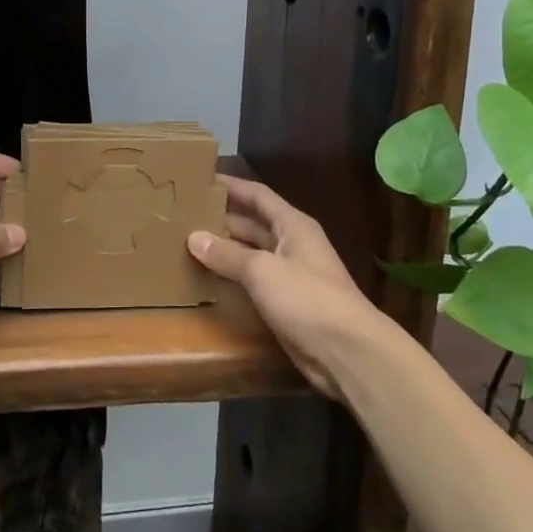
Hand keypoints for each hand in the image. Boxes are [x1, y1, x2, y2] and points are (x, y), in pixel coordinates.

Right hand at [188, 175, 378, 398]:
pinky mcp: (287, 303)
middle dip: (223, 218)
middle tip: (185, 215)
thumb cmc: (307, 297)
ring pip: (252, 253)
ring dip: (225, 249)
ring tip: (189, 243)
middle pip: (253, 224)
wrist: (347, 352)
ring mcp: (291, 274)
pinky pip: (254, 281)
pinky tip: (209, 277)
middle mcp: (293, 244)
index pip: (258, 195)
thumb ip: (227, 254)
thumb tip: (194, 237)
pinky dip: (233, 276)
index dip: (232, 186)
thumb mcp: (262, 270)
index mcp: (293, 225)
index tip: (201, 179)